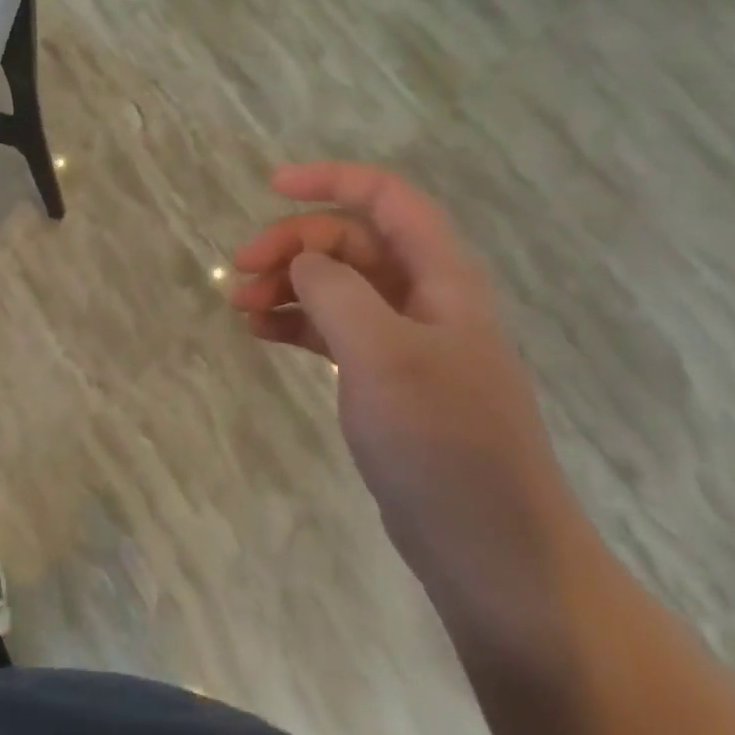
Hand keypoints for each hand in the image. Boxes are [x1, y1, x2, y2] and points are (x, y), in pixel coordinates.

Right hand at [231, 163, 590, 634]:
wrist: (494, 555)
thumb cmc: (444, 443)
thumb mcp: (383, 356)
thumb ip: (336, 292)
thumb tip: (303, 260)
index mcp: (442, 276)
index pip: (387, 198)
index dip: (332, 179)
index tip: (272, 185)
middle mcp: (426, 297)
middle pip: (352, 241)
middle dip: (294, 245)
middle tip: (241, 270)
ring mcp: (407, 340)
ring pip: (339, 285)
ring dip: (289, 284)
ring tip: (240, 305)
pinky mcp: (389, 379)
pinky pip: (335, 329)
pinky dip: (297, 323)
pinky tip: (261, 333)